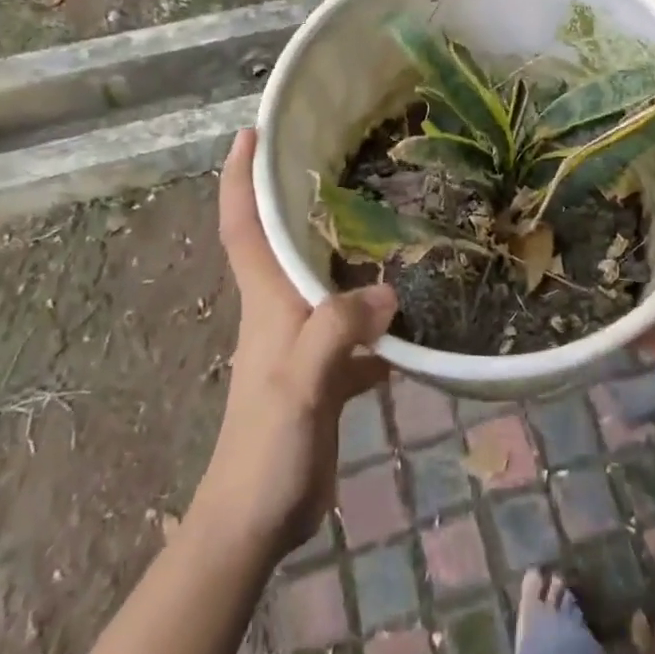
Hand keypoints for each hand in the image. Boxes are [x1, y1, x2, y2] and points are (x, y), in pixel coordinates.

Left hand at [192, 129, 395, 559]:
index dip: (240, 177)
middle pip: (287, 242)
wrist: (255, 521)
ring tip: (391, 220)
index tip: (250, 132)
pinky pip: (354, 331)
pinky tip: (415, 315)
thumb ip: (337, 332)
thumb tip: (390, 292)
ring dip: (348, 253)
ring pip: (325, 282)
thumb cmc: (267, 447)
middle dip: (302, 198)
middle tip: (343, 160)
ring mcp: (303, 343)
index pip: (244, 225)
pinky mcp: (324, 374)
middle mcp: (281, 310)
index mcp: (267, 300)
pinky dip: (377, 318)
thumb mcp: (302, 384)